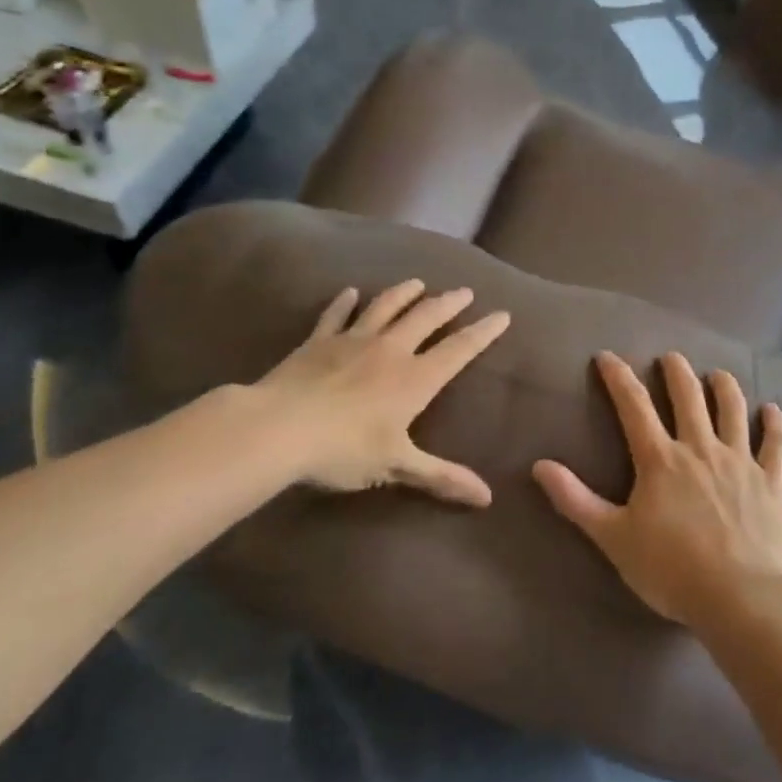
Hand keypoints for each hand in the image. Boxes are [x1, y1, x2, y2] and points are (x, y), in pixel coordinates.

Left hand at [255, 280, 509, 505]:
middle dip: (448, 304)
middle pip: (426, 318)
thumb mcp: (397, 465)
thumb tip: (487, 499)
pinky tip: (350, 292)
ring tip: (417, 283)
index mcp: (414, 379)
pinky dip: (344, 302)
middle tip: (464, 291)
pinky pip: (336, 315)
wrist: (279, 428)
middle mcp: (390, 351)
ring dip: (404, 293)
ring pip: (385, 307)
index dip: (483, 332)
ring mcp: (352, 341)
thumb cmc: (343, 449)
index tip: (502, 314)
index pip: (459, 350)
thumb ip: (441, 477)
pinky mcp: (319, 341)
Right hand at [533, 351, 781, 627]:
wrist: (739, 597)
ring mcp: (739, 461)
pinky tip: (772, 410)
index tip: (606, 356)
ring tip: (716, 374)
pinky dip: (775, 423)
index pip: (633, 405)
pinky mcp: (769, 480)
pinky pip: (775, 443)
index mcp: (660, 459)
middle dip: (676, 371)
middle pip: (688, 395)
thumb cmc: (670, 569)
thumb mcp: (613, 537)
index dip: (618, 376)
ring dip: (724, 386)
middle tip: (670, 358)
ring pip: (732, 409)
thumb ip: (575, 500)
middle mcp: (700, 448)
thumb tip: (539, 465)